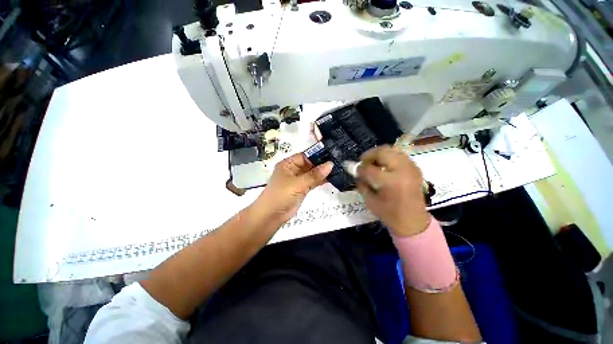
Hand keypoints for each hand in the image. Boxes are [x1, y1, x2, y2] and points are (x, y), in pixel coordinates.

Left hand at [254, 153, 332, 222]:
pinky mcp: (302, 189)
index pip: (305, 155)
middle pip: (310, 164)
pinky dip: (321, 180)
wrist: (271, 216)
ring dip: (323, 172)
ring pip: (313, 173)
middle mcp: (293, 170)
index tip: (332, 154)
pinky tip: (332, 178)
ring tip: (338, 168)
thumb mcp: (297, 183)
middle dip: (322, 163)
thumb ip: (314, 175)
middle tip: (338, 161)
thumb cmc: (281, 195)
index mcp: (288, 164)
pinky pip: (313, 182)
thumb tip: (330, 164)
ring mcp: (298, 180)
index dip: (317, 154)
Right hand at [356, 146, 429, 236]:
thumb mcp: (370, 201)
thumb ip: (362, 184)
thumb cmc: (390, 214)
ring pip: (391, 150)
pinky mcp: (414, 168)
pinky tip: (383, 166)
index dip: (358, 168)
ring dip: (378, 155)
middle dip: (368, 155)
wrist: (414, 221)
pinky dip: (388, 157)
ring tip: (372, 164)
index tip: (350, 167)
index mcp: (391, 182)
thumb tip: (354, 171)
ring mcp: (411, 167)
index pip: (369, 169)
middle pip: (382, 152)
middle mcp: (403, 170)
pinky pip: (398, 155)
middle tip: (362, 162)